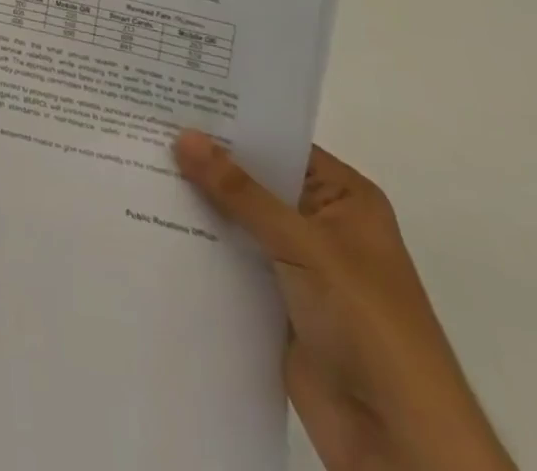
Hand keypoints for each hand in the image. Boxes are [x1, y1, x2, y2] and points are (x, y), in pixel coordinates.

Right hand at [174, 134, 513, 470]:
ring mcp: (297, 265)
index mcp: (344, 198)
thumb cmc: (366, 322)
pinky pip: (231, 260)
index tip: (176, 101)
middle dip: (206, 162)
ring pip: (238, 220)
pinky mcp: (275, 302)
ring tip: (138, 164)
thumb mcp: (303, 245)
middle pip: (254, 181)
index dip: (232, 123)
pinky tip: (154, 220)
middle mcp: (321, 223)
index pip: (279, 144)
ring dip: (198, 203)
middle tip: (146, 127)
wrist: (398, 441)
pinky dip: (200, 244)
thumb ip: (241, 192)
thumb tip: (184, 136)